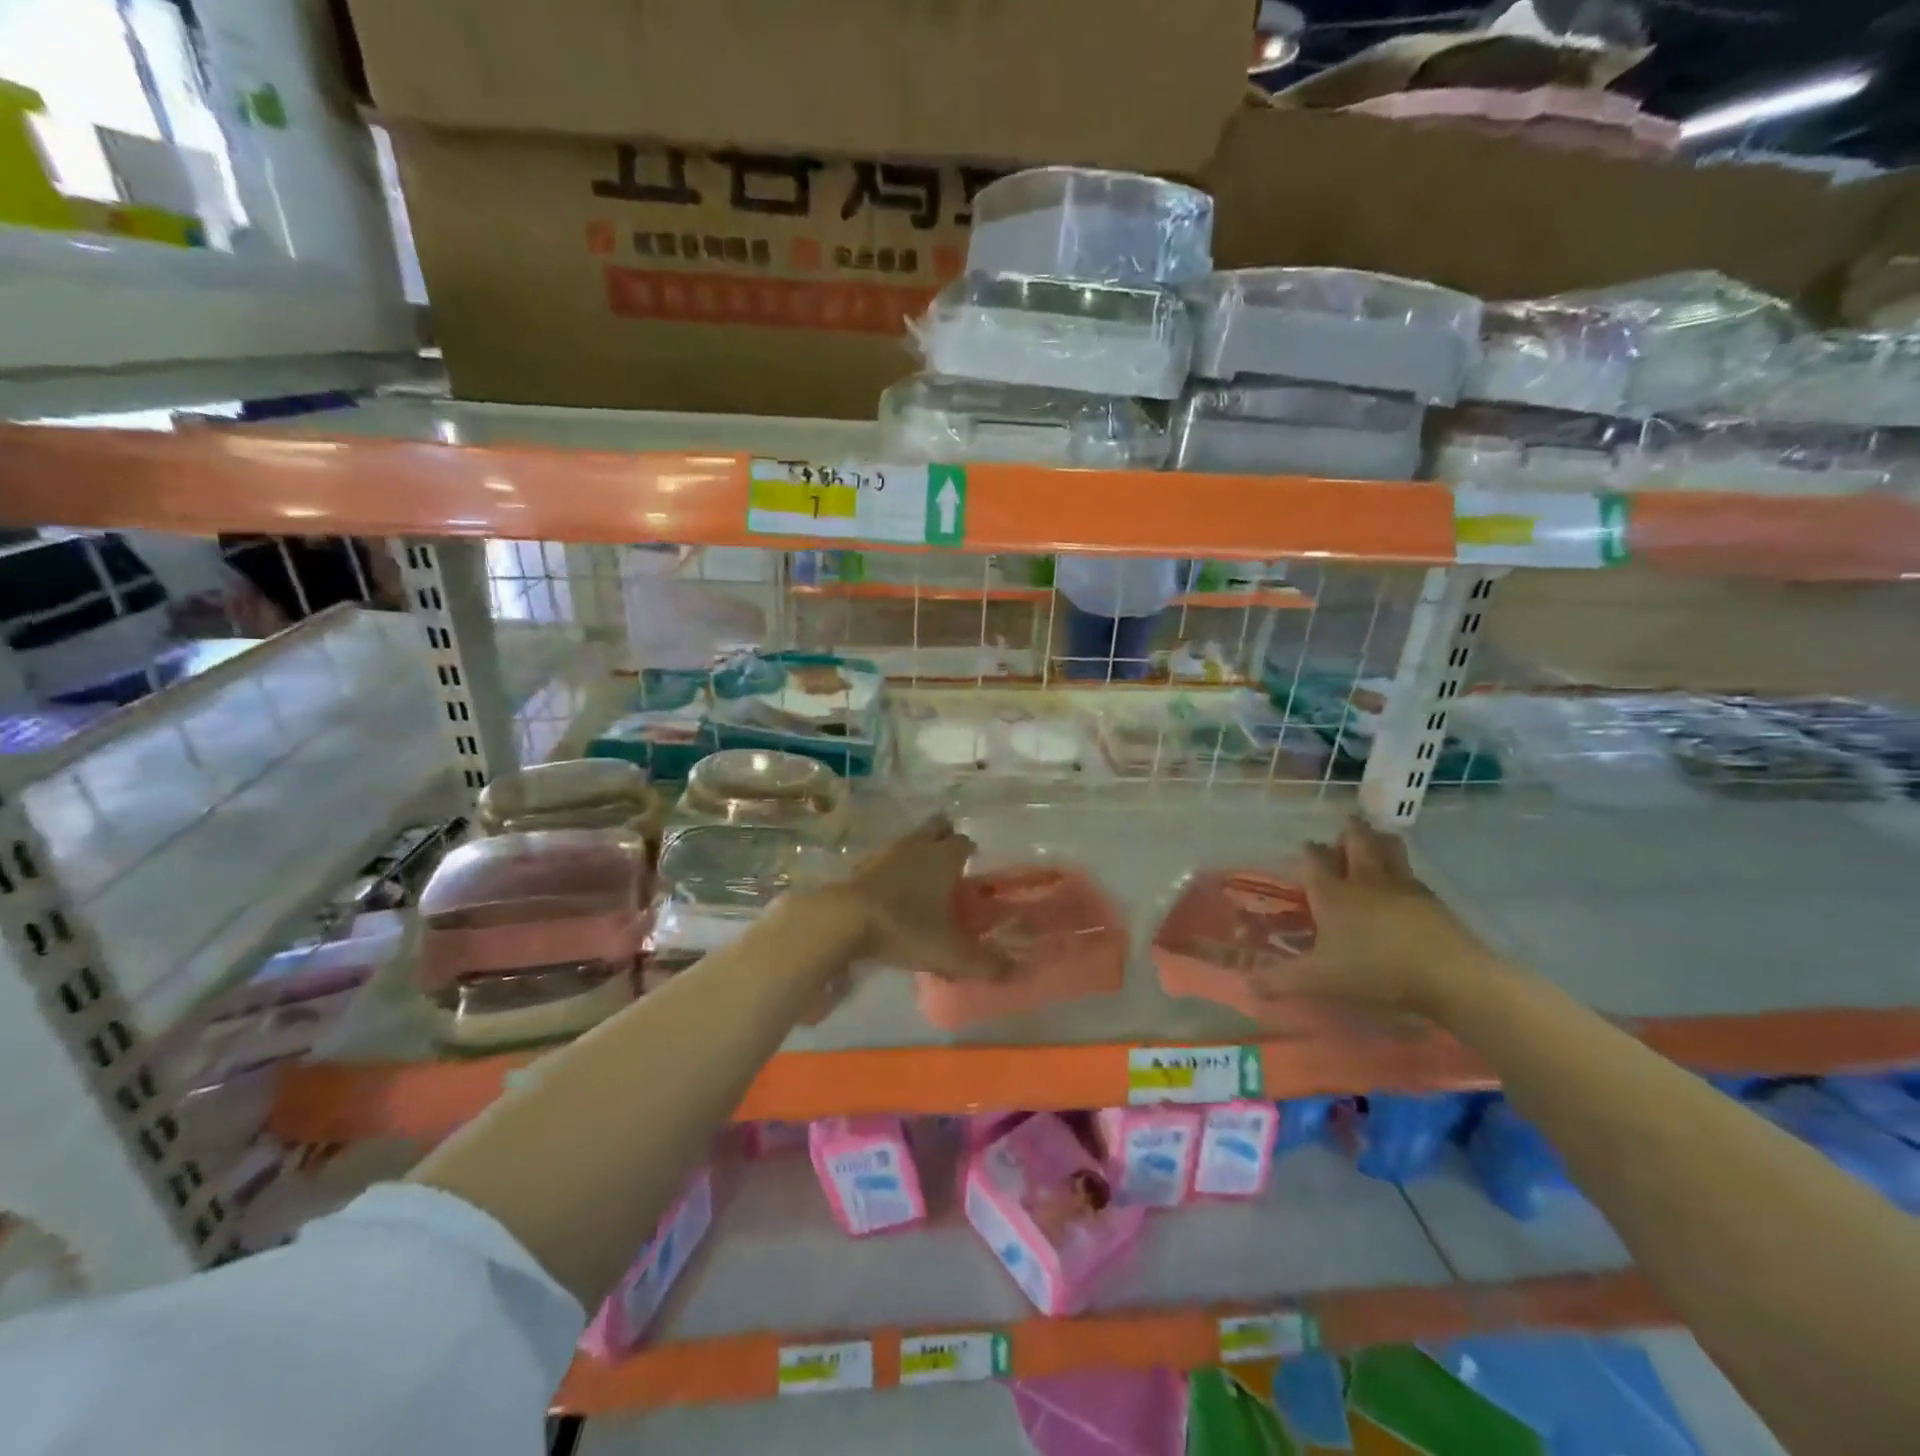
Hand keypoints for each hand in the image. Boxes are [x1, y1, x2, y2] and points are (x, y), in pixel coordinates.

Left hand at [837, 816, 1007, 980]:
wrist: (845, 919)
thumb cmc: (906, 927)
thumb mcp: (950, 952)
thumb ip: (984, 962)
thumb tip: (1012, 969)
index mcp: (944, 857)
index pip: (964, 842)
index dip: (969, 851)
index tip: (972, 866)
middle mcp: (917, 845)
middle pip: (936, 827)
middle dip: (944, 836)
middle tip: (949, 861)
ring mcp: (886, 851)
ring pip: (909, 839)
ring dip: (917, 851)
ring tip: (921, 877)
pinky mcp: (861, 864)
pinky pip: (885, 857)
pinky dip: (891, 867)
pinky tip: (891, 889)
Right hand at [1250, 817, 1492, 1018]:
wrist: (1449, 977)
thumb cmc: (1374, 972)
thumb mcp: (1319, 980)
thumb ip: (1281, 980)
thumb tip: (1248, 984)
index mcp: (1333, 893)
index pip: (1313, 859)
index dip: (1306, 852)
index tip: (1303, 850)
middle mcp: (1364, 880)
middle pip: (1356, 841)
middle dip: (1348, 832)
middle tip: (1344, 830)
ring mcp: (1402, 885)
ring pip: (1388, 848)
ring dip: (1379, 840)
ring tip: (1375, 840)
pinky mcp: (1432, 899)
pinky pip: (1411, 873)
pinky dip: (1402, 870)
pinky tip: (1403, 884)